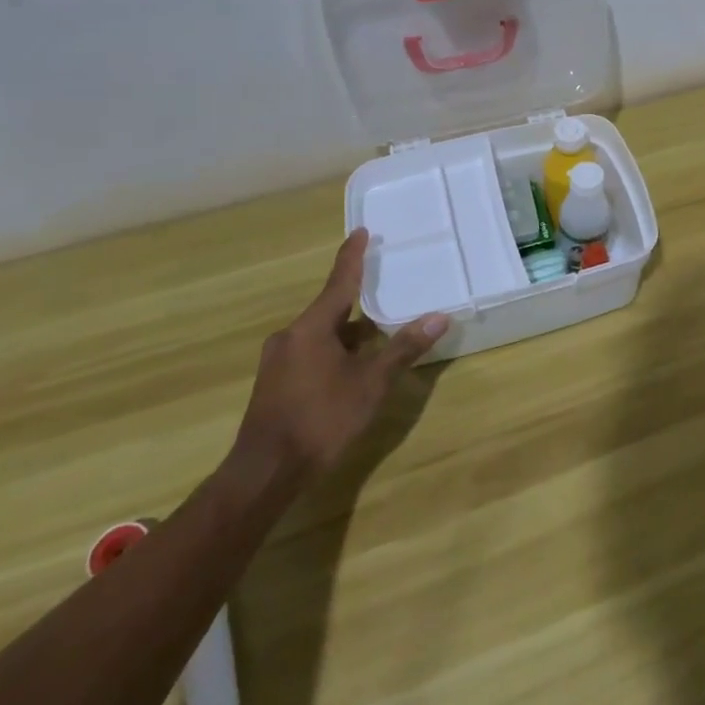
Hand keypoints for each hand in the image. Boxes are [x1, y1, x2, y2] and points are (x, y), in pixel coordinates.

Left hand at [231, 229, 449, 481]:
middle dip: (357, 300)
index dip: (352, 256)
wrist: (265, 473)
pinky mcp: (275, 384)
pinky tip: (353, 368)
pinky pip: (311, 352)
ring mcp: (279, 361)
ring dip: (349, 332)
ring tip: (378, 333)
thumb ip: (403, 349)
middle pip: (330, 308)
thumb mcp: (371, 384)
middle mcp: (291, 336)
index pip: (339, 282)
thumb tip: (439, 317)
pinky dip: (335, 350)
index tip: (360, 231)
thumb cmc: (321, 420)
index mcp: (312, 327)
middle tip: (383, 286)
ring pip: (321, 334)